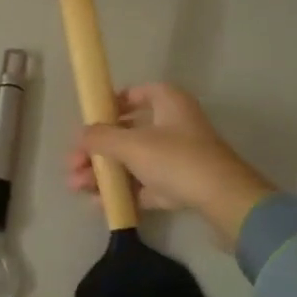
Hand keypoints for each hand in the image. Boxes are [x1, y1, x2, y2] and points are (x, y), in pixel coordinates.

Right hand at [67, 83, 276, 245]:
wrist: (224, 200)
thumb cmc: (176, 159)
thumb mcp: (131, 145)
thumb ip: (101, 137)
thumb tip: (82, 135)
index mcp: (169, 102)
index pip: (136, 94)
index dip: (110, 105)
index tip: (89, 122)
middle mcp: (175, 125)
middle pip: (128, 132)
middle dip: (97, 150)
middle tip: (73, 164)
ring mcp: (179, 156)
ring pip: (134, 161)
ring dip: (104, 172)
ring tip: (76, 187)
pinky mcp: (181, 184)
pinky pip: (145, 184)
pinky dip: (123, 191)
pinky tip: (98, 203)